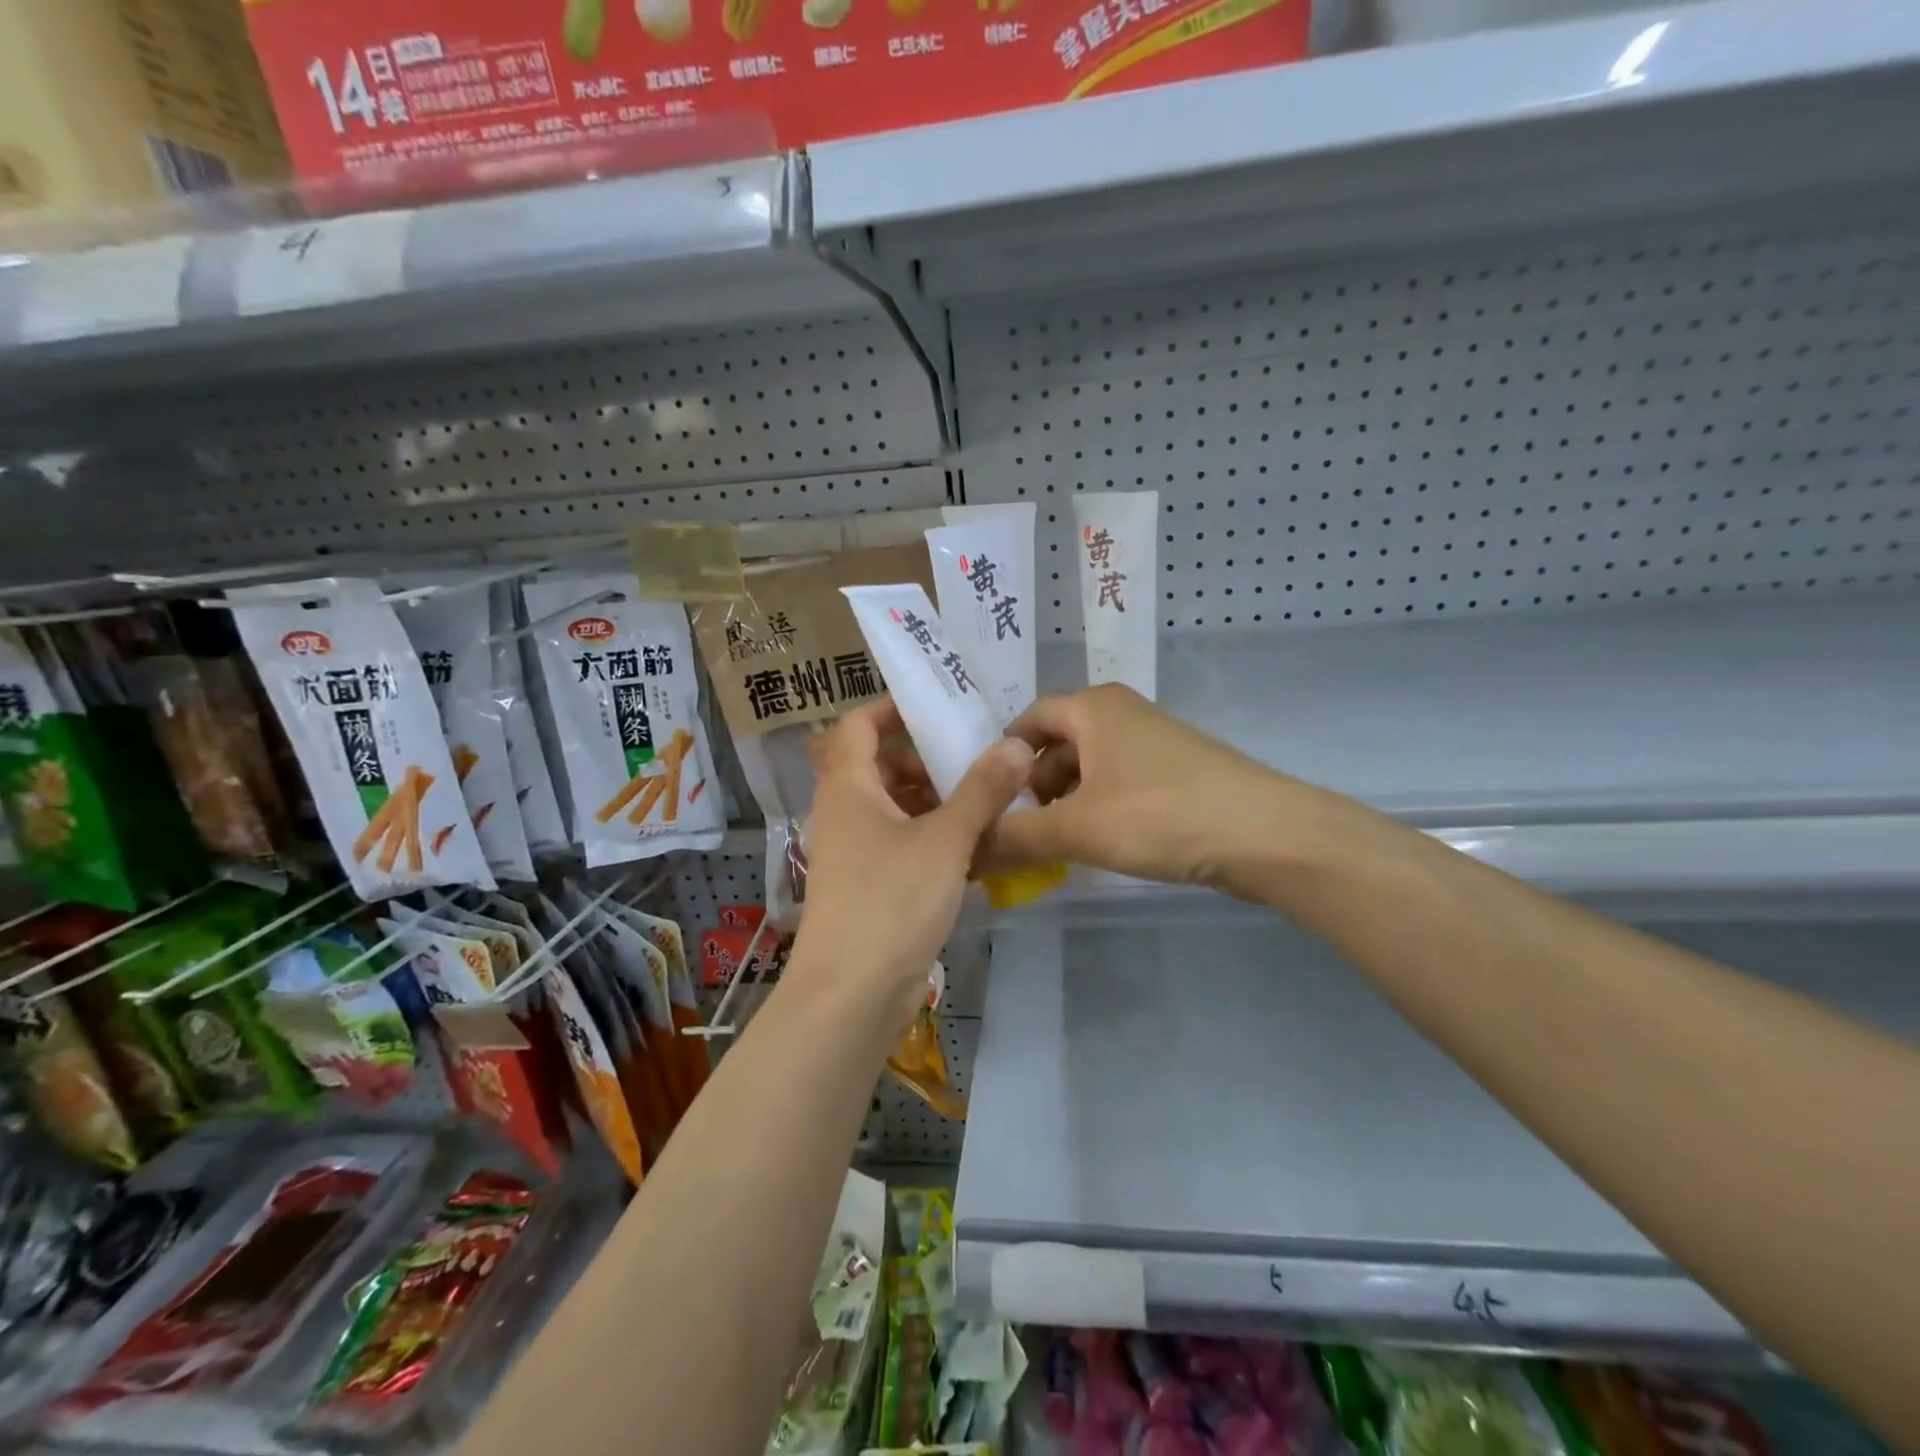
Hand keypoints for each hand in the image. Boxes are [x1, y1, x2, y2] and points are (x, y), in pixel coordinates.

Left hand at [793, 699, 1031, 1018]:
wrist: (850, 996)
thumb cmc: (890, 902)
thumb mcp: (944, 840)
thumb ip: (982, 790)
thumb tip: (1016, 744)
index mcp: (848, 787)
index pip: (859, 725)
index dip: (893, 708)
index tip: (940, 705)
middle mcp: (845, 813)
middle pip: (881, 765)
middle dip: (927, 757)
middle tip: (978, 754)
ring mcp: (857, 853)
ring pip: (897, 808)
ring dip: (938, 800)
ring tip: (989, 798)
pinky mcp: (872, 887)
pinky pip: (904, 845)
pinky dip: (936, 838)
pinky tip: (978, 847)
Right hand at [986, 684, 1304, 899]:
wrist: (1264, 834)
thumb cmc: (1159, 815)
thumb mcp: (1077, 828)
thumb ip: (1016, 837)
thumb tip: (967, 849)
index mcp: (1092, 707)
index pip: (1027, 720)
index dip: (1001, 760)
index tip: (986, 801)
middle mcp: (1121, 711)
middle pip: (1057, 743)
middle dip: (1034, 786)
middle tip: (1021, 830)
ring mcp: (1153, 739)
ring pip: (1089, 765)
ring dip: (1067, 801)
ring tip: (1057, 844)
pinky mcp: (1176, 769)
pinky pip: (1119, 781)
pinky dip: (1099, 807)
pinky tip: (1100, 842)